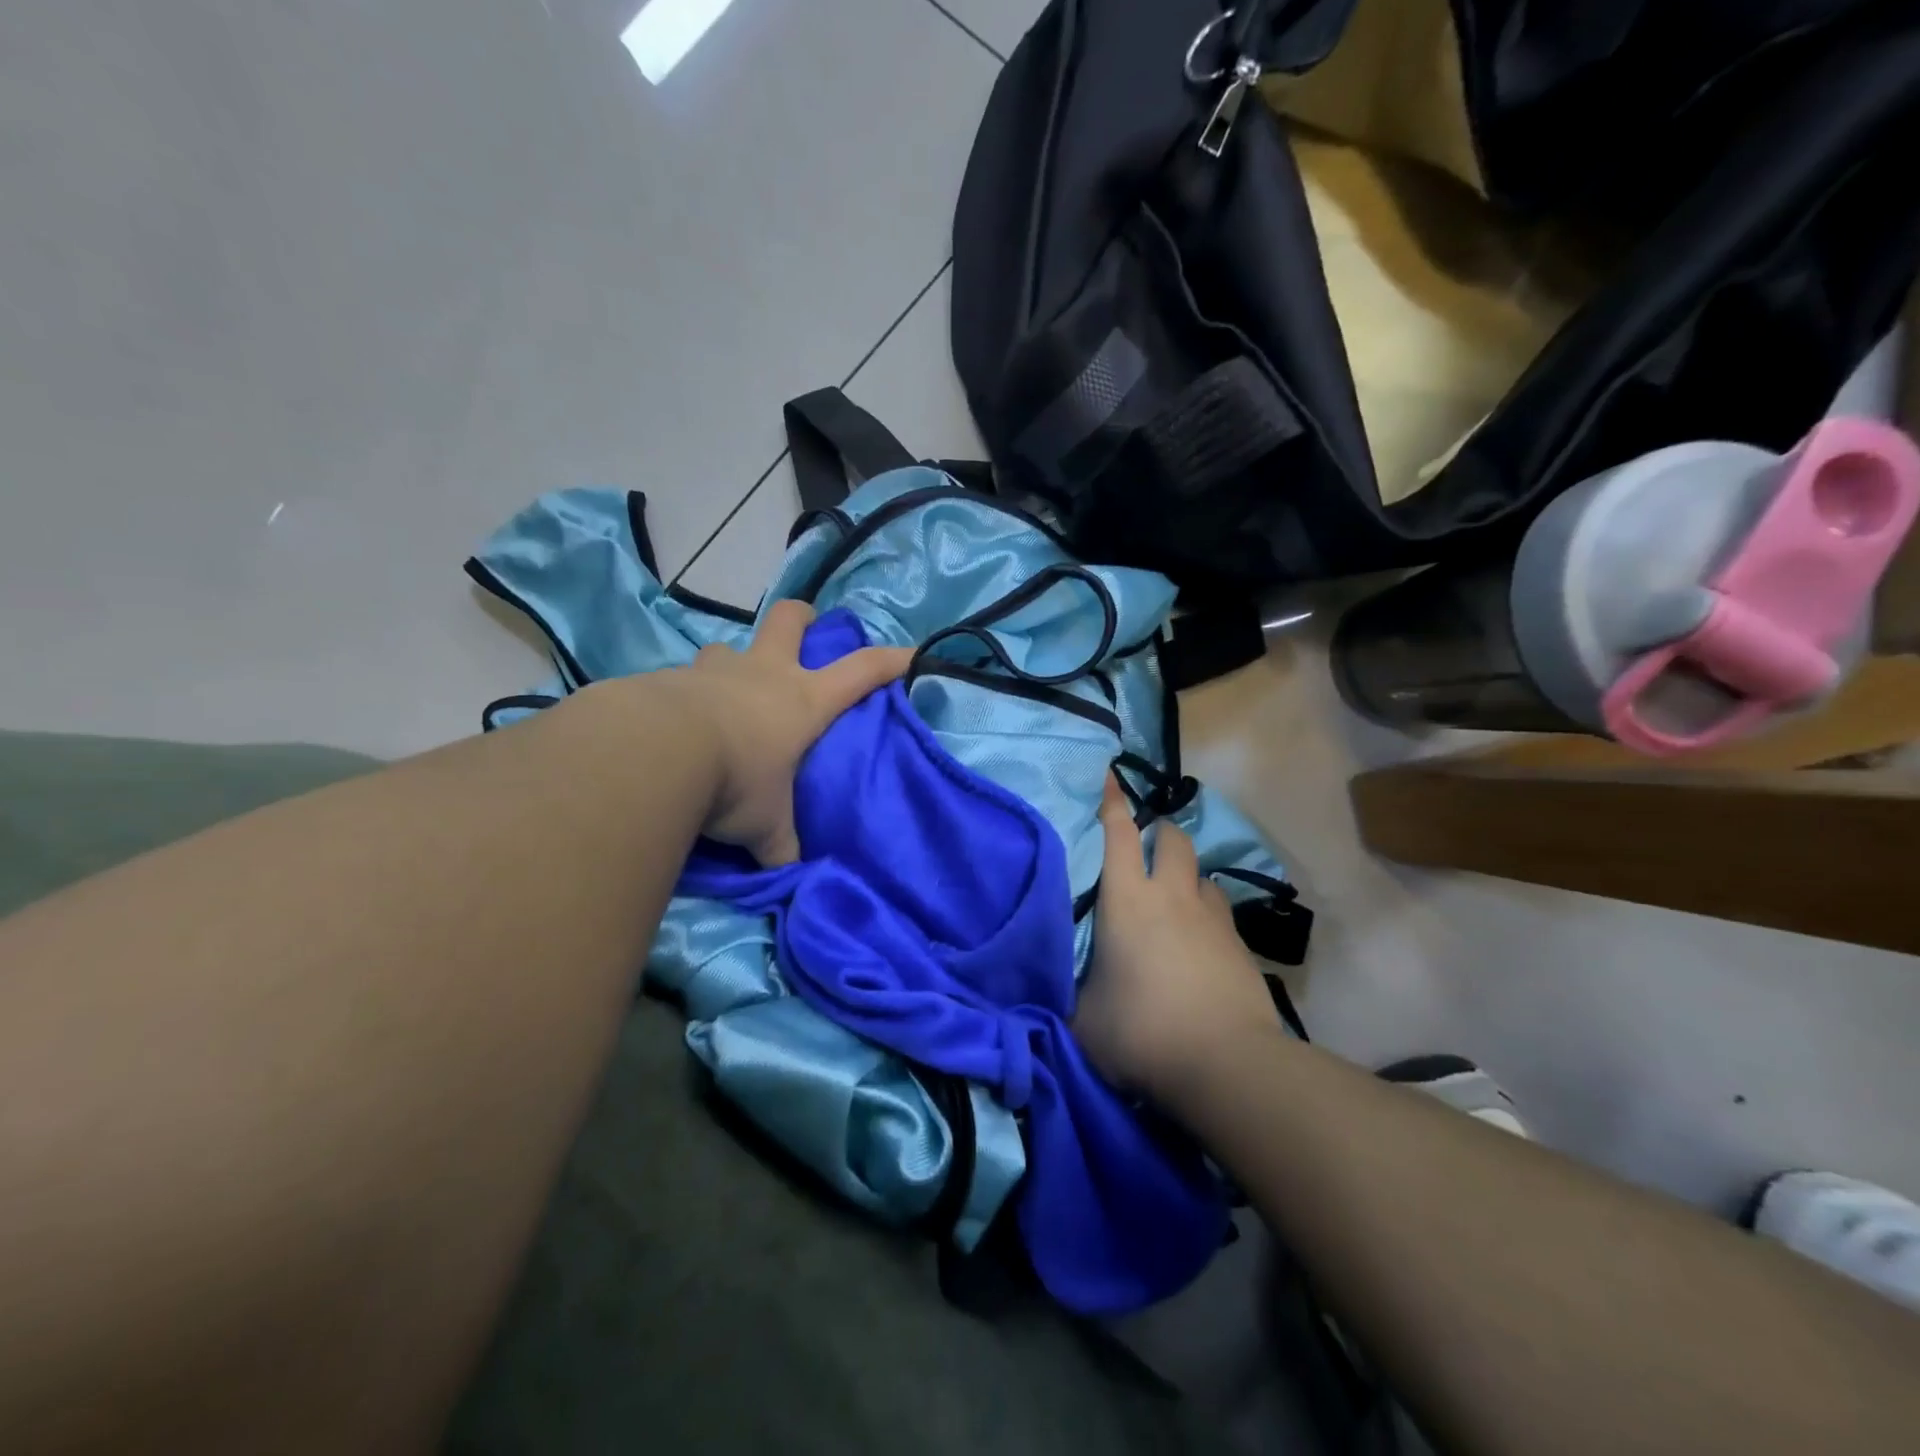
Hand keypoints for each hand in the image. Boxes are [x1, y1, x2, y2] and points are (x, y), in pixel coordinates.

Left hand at [673, 599, 910, 866]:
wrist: (655, 753)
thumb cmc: (734, 782)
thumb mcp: (767, 827)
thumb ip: (781, 846)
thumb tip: (791, 872)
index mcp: (803, 700)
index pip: (862, 671)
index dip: (891, 659)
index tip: (913, 652)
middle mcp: (763, 673)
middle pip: (789, 619)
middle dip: (802, 619)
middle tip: (804, 633)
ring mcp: (715, 670)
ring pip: (730, 646)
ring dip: (736, 664)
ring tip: (731, 694)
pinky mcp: (671, 679)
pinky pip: (687, 678)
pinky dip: (690, 695)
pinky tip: (681, 724)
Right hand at [1073, 776, 1281, 1101]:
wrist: (1223, 1063)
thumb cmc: (1140, 1031)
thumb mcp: (1084, 1018)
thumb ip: (1072, 993)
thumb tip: (1062, 987)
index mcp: (1127, 899)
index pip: (1117, 834)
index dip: (1112, 802)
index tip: (1110, 776)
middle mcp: (1172, 895)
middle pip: (1173, 839)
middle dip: (1160, 832)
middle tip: (1146, 846)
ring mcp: (1212, 918)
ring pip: (1203, 874)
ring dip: (1187, 875)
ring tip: (1176, 897)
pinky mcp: (1240, 945)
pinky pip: (1221, 912)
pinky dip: (1207, 914)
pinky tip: (1200, 941)